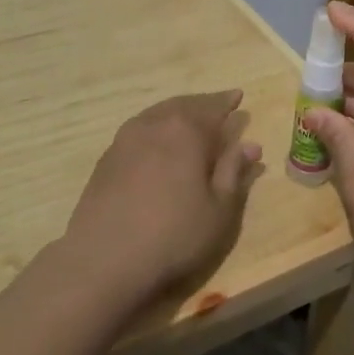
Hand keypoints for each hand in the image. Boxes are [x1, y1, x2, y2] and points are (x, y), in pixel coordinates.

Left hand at [61, 91, 262, 307]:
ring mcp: (125, 138)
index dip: (228, 103)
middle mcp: (155, 124)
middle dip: (203, 104)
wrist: (104, 257)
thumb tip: (250, 145)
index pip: (214, 108)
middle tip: (217, 105)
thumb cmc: (174, 235)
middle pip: (184, 105)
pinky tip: (158, 142)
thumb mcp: (219, 210)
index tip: (239, 97)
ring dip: (177, 113)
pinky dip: (156, 128)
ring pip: (158, 114)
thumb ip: (233, 172)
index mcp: (187, 130)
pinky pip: (139, 129)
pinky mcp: (107, 157)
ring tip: (189, 120)